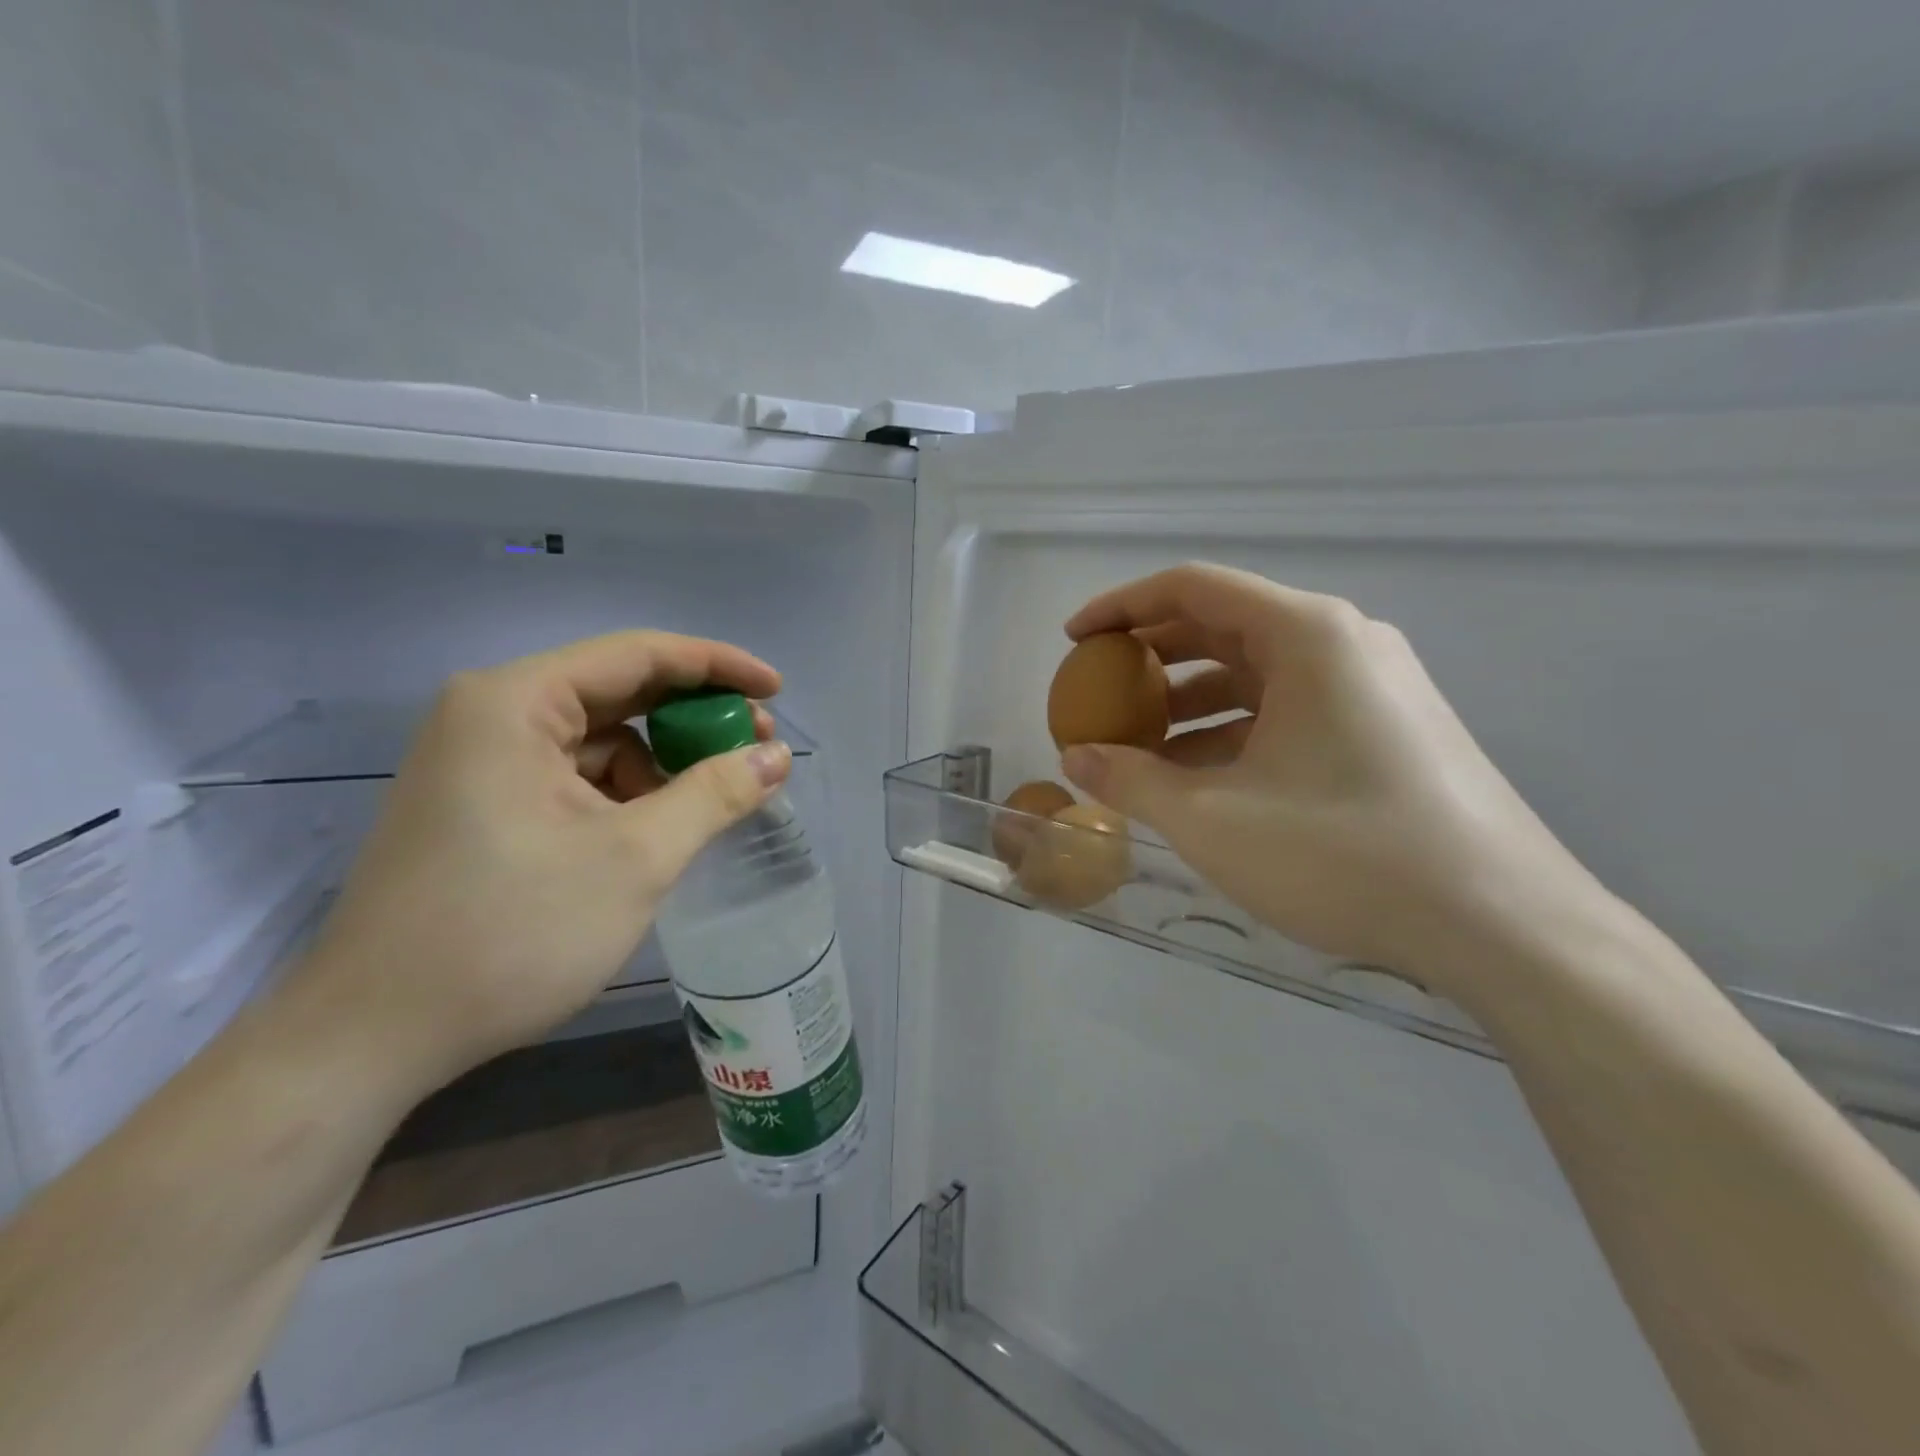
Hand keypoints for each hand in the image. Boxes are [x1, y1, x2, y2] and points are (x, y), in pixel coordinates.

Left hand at [283, 631, 791, 1093]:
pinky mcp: (484, 806)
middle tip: (757, 747)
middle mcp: (492, 716)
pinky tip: (660, 831)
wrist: (374, 1038)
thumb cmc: (512, 932)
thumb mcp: (636, 857)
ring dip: (663, 763)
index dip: (717, 666)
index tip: (777, 690)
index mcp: (515, 703)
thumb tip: (777, 756)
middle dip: (694, 717)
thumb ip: (715, 794)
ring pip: (601, 741)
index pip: (638, 655)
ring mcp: (483, 763)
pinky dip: (628, 794)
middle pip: (619, 692)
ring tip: (713, 803)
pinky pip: (577, 778)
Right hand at [1058, 563, 1610, 1000]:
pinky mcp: (1387, 728)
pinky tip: (1200, 777)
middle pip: (1224, 625)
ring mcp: (1372, 686)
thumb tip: (1074, 758)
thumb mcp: (1213, 819)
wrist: (1504, 925)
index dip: (1121, 607)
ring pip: (1257, 673)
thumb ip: (1131, 781)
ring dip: (1190, 701)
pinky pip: (1289, 709)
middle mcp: (1343, 642)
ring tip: (1138, 744)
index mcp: (1305, 634)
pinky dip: (1234, 731)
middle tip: (1099, 691)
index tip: (1074, 640)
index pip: (1191, 588)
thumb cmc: (1345, 853)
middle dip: (1151, 657)